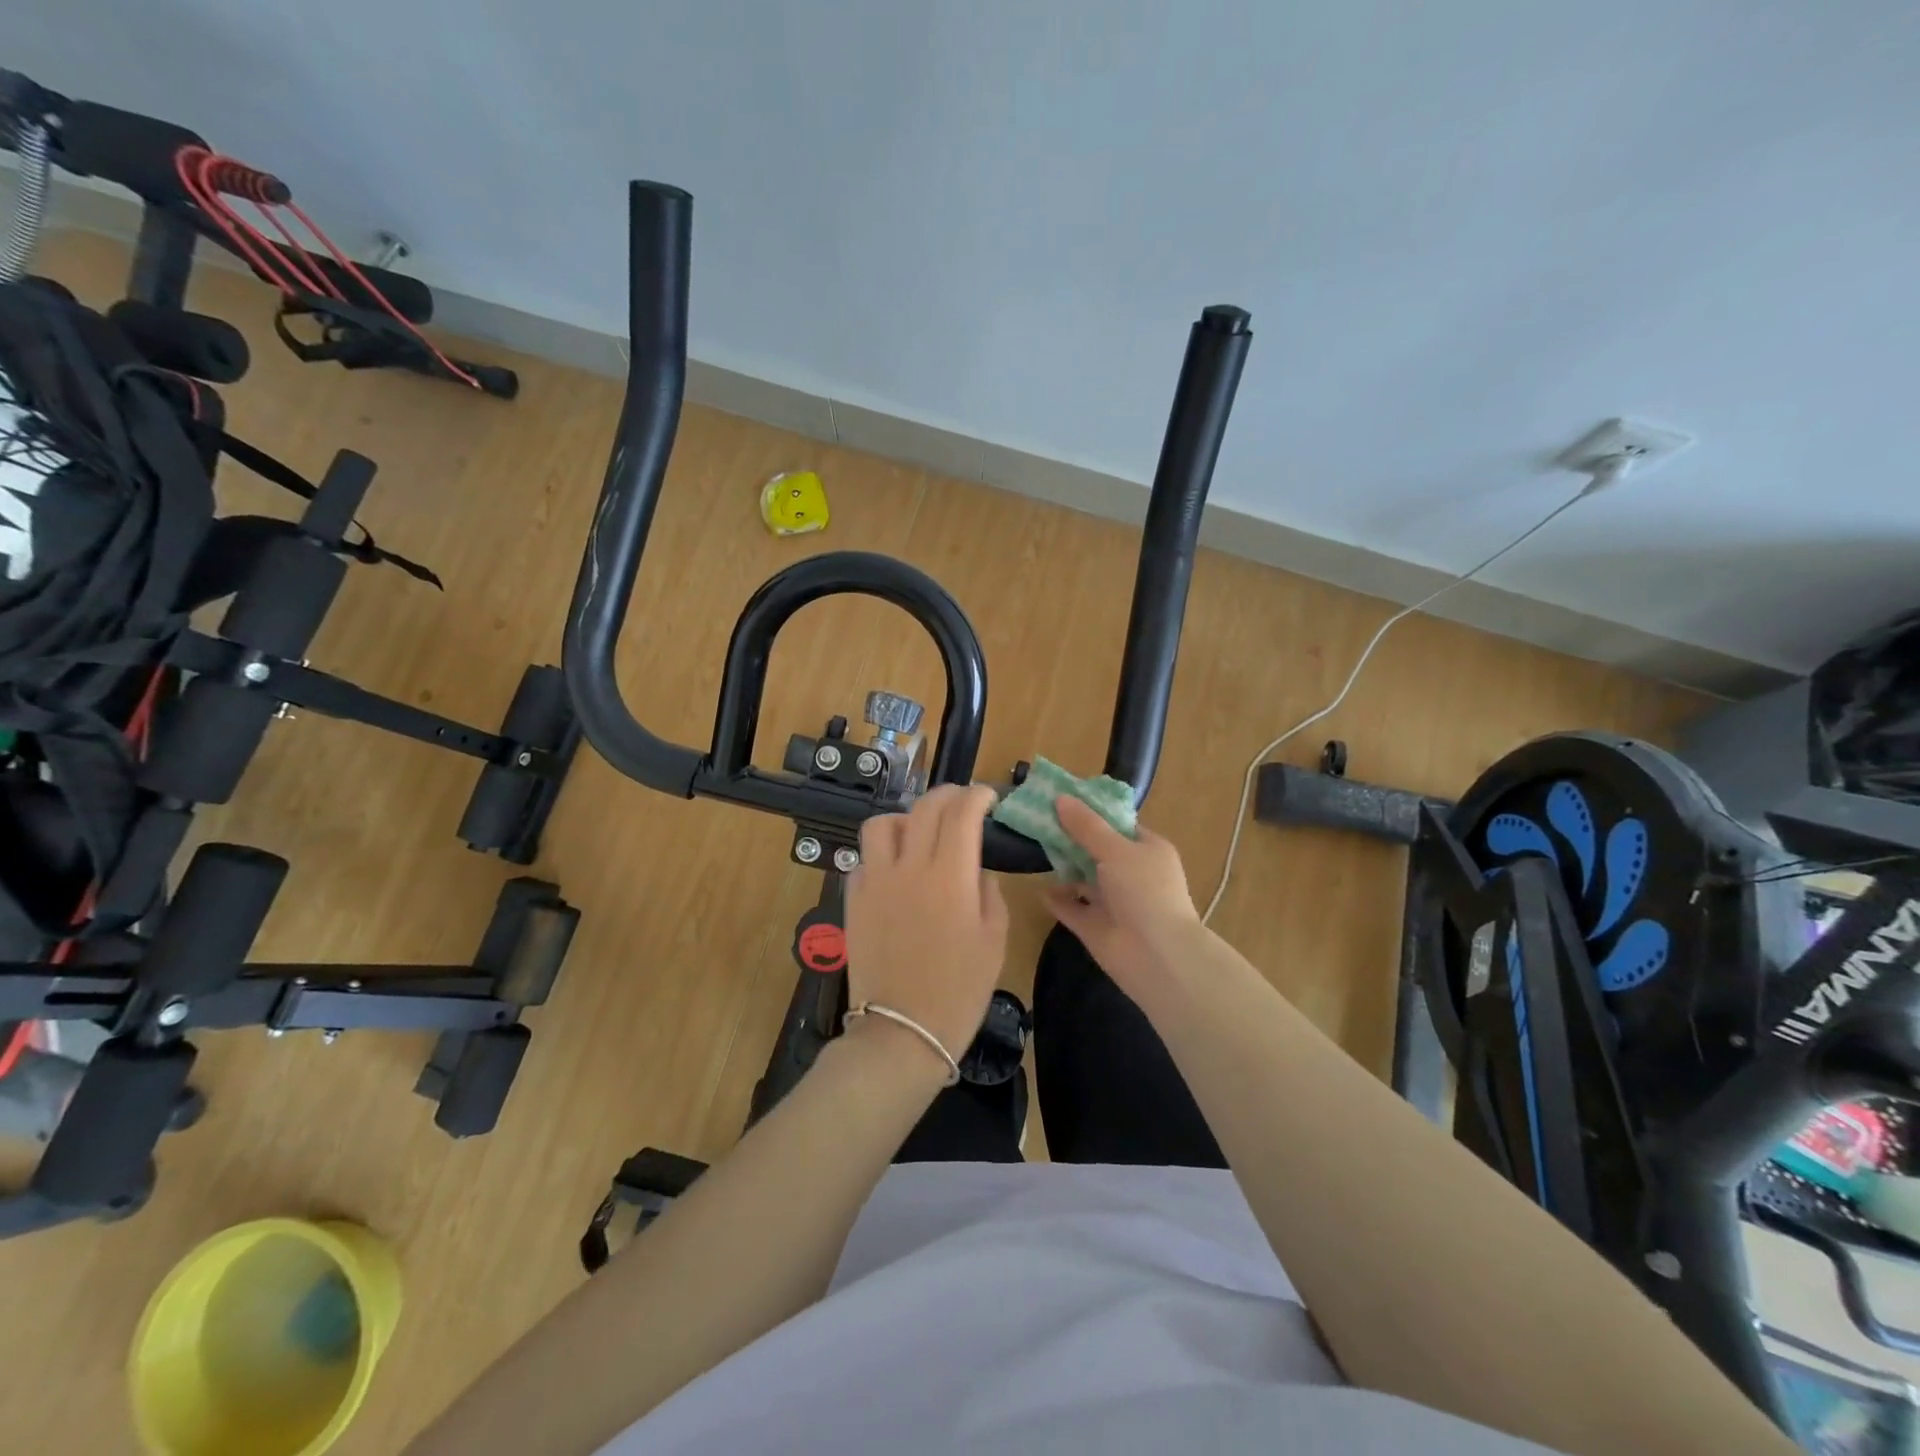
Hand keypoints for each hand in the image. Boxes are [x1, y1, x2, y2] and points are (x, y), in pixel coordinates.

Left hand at [844, 784, 1009, 1064]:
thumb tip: (975, 870)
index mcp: (951, 875)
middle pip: (925, 808)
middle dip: (948, 795)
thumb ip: (988, 893)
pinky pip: (863, 859)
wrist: (903, 1033)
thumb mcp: (994, 941)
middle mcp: (910, 866)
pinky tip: (894, 870)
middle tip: (962, 803)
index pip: (963, 813)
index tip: (989, 798)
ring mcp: (875, 881)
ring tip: (919, 832)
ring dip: (905, 818)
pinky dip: (881, 854)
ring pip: (882, 824)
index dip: (978, 796)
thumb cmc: (959, 991)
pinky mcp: (853, 900)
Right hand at [1043, 796, 1203, 997]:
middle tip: (1038, 821)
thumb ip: (1086, 826)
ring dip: (1063, 868)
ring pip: (1084, 880)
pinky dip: (1058, 899)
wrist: (1156, 956)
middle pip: (1097, 850)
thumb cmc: (1144, 891)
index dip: (1092, 813)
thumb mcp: (1115, 850)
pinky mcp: (1097, 927)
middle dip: (1071, 838)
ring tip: (1033, 849)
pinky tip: (1039, 888)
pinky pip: (1073, 908)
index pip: (1119, 825)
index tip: (1061, 801)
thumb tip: (1060, 798)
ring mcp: (1114, 902)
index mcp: (1147, 850)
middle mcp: (1132, 874)